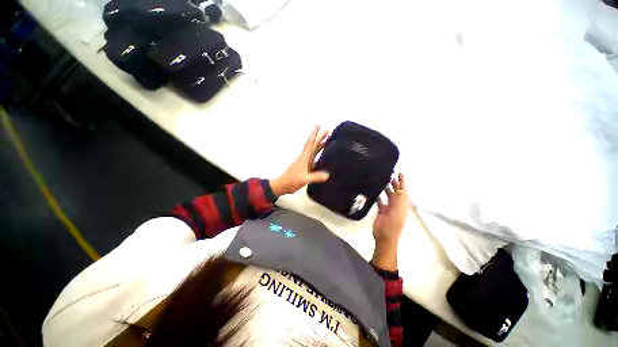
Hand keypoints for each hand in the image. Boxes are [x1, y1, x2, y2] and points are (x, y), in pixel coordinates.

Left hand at [270, 125, 329, 196]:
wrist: (282, 186)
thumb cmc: (291, 181)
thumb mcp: (304, 179)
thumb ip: (315, 177)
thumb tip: (327, 175)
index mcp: (304, 158)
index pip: (310, 143)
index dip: (314, 134)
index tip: (318, 124)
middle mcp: (305, 158)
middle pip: (314, 146)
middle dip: (320, 138)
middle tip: (328, 130)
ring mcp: (305, 163)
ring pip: (314, 152)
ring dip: (320, 146)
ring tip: (328, 141)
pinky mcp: (306, 169)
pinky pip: (315, 161)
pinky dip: (320, 158)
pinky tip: (325, 159)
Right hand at [371, 173, 409, 270]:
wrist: (384, 238)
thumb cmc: (391, 225)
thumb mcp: (397, 211)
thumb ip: (399, 199)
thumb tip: (401, 187)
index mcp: (402, 205)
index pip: (404, 191)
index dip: (403, 182)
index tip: (400, 173)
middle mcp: (397, 206)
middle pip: (397, 192)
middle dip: (395, 183)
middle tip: (391, 174)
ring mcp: (389, 209)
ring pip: (389, 196)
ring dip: (387, 189)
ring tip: (383, 181)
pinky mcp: (382, 212)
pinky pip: (381, 202)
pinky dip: (380, 197)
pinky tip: (376, 193)